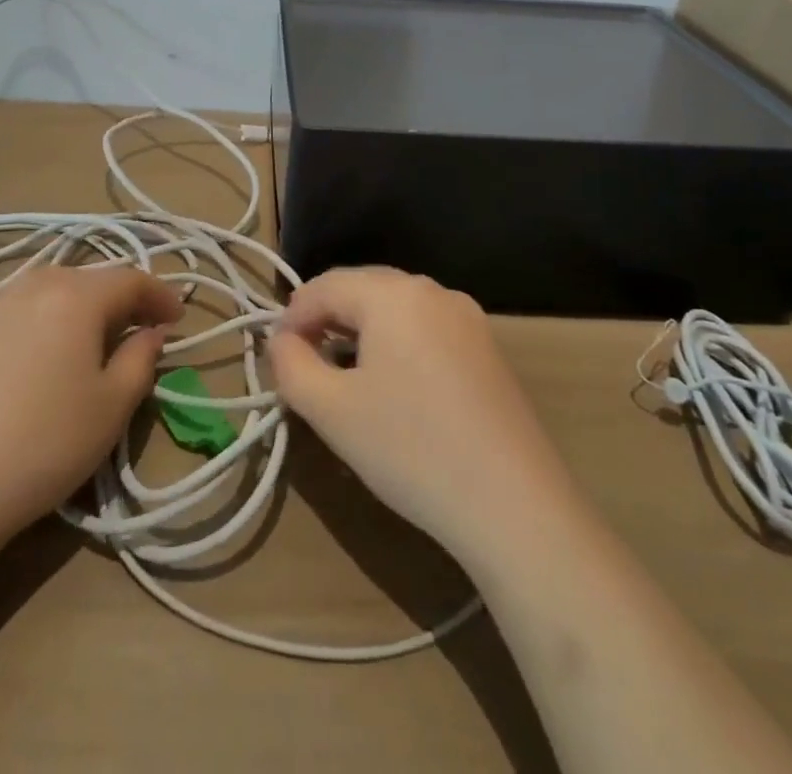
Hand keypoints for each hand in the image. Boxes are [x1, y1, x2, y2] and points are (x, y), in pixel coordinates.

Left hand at [0, 263, 181, 550]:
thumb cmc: (47, 443)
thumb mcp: (113, 404)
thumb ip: (141, 357)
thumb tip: (151, 332)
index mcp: (77, 295)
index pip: (131, 279)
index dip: (160, 295)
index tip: (178, 319)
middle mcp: (36, 283)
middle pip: (91, 278)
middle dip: (122, 298)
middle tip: (142, 327)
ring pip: (54, 286)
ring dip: (83, 302)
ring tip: (96, 333)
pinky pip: (21, 303)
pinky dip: (46, 313)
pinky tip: (46, 343)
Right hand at [268, 266, 578, 567]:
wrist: (515, 506)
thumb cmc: (411, 449)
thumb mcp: (332, 411)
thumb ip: (291, 366)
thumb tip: (280, 340)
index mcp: (394, 293)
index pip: (325, 286)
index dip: (292, 317)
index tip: (276, 357)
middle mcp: (433, 291)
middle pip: (362, 289)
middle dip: (326, 319)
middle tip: (304, 363)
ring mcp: (468, 317)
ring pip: (395, 308)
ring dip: (361, 330)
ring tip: (343, 374)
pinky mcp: (488, 349)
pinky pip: (426, 328)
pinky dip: (397, 343)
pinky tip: (393, 385)